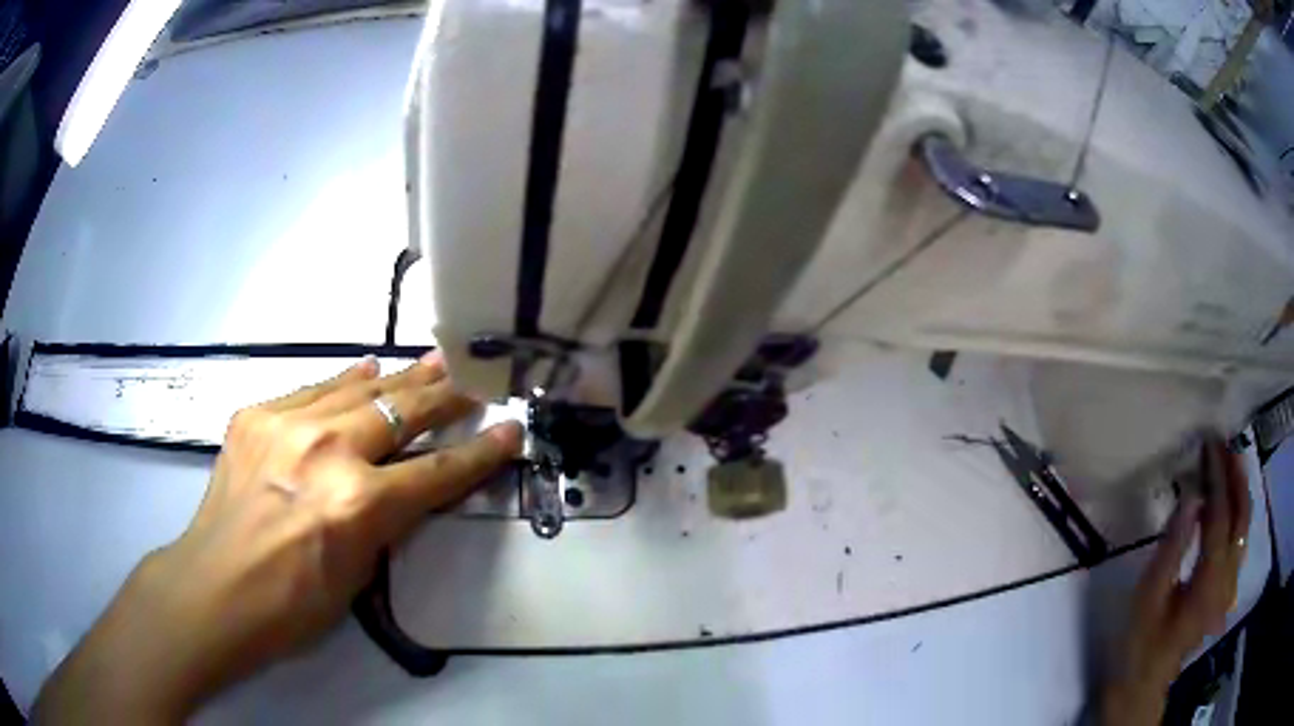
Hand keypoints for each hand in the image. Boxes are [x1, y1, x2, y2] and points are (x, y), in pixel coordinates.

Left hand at [33, 353, 521, 722]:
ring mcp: (287, 424)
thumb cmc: (290, 605)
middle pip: (402, 412)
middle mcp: (328, 450)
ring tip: (433, 360)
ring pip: (359, 388)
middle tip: (474, 379)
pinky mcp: (256, 414)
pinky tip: (364, 369)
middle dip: (445, 397)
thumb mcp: (356, 575)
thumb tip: (403, 485)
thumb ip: (383, 523)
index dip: (480, 452)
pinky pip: (312, 389)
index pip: (437, 471)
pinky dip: (344, 380)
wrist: (214, 588)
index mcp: (359, 505)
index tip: (510, 429)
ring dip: (401, 378)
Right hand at [1101, 437, 1251, 725]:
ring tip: (1229, 462)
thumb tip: (1190, 497)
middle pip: (1242, 518)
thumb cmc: (1140, 642)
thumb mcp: (1147, 598)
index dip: (1217, 479)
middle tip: (1224, 445)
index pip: (1220, 519)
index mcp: (1208, 586)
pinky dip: (1238, 513)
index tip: (1209, 446)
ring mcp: (1229, 586)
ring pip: (1245, 527)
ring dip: (1240, 491)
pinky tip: (1228, 501)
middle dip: (1237, 477)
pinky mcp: (1226, 589)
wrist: (1144, 683)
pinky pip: (1240, 540)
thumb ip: (1171, 547)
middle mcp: (1227, 582)